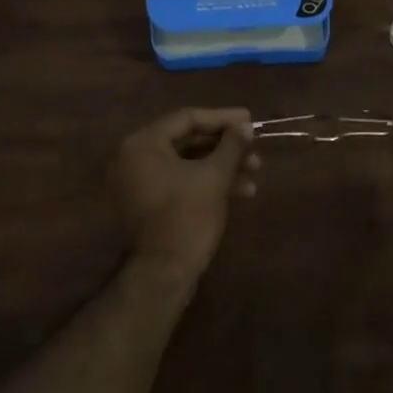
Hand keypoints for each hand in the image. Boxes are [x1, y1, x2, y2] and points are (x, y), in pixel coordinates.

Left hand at [112, 107, 259, 289]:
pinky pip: (182, 180)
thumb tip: (245, 125)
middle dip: (226, 146)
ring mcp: (142, 181)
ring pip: (189, 162)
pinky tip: (242, 191)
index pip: (187, 118)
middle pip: (188, 140)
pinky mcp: (152, 202)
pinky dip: (209, 182)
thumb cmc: (187, 217)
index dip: (222, 118)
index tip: (249, 119)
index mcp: (143, 144)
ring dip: (223, 165)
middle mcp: (136, 157)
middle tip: (255, 148)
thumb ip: (231, 145)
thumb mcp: (214, 176)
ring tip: (255, 171)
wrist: (163, 274)